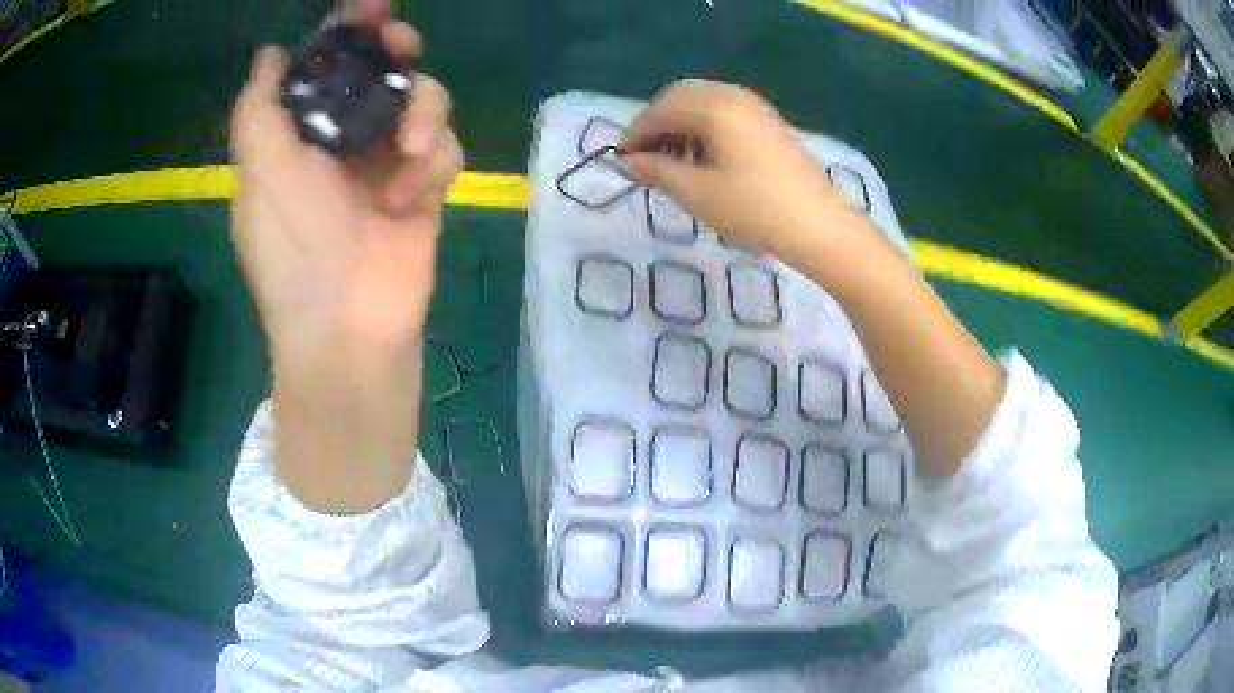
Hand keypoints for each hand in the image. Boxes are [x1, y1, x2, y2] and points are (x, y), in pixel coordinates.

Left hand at [230, 18, 461, 511]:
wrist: (346, 327)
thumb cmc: (293, 248)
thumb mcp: (259, 172)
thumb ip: (259, 107)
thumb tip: (272, 54)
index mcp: (301, 133)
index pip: (326, 66)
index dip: (347, 32)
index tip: (370, 9)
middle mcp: (343, 140)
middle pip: (381, 71)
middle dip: (395, 51)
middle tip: (400, 47)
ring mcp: (387, 163)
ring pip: (423, 100)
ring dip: (422, 113)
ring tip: (409, 152)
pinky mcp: (426, 187)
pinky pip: (446, 147)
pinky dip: (434, 163)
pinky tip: (411, 198)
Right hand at [622, 80, 853, 258]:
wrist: (820, 228)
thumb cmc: (755, 210)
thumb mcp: (698, 194)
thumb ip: (657, 171)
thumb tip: (629, 160)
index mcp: (714, 107)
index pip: (661, 109)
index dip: (636, 133)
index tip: (621, 160)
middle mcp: (734, 96)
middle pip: (681, 98)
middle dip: (658, 125)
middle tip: (646, 159)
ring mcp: (756, 108)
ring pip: (704, 105)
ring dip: (681, 127)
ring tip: (673, 164)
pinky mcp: (770, 124)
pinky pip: (726, 115)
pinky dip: (705, 130)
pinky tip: (705, 161)